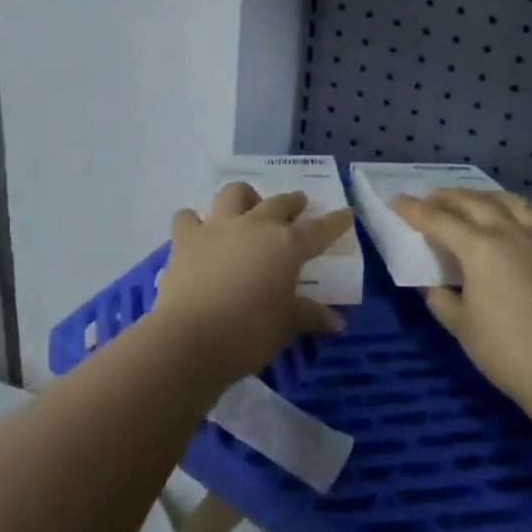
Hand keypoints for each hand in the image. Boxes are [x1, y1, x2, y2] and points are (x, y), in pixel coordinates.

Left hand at [153, 183, 350, 384]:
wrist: (191, 337)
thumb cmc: (249, 332)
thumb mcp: (287, 326)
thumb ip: (310, 315)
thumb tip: (338, 322)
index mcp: (286, 245)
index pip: (319, 229)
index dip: (335, 221)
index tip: (346, 214)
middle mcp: (255, 225)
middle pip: (279, 203)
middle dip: (292, 202)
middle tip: (298, 205)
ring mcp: (218, 226)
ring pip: (234, 193)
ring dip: (245, 198)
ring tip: (247, 209)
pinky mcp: (185, 237)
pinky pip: (189, 216)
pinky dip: (195, 221)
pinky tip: (198, 232)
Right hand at [392, 188, 531, 418]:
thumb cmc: (507, 352)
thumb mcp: (461, 327)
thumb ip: (441, 298)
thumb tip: (434, 284)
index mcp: (478, 249)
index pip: (438, 221)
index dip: (414, 210)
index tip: (397, 201)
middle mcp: (510, 233)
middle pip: (474, 203)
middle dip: (448, 197)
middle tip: (432, 200)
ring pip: (513, 202)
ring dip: (488, 196)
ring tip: (476, 199)